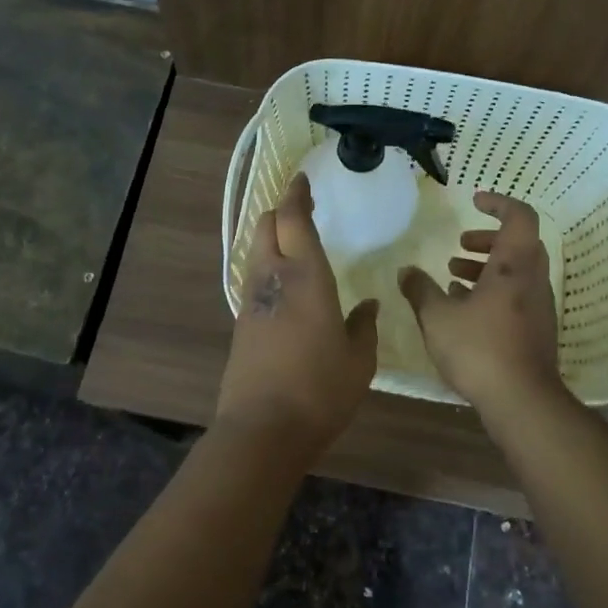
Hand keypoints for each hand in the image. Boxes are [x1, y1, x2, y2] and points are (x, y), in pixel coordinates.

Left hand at [215, 172, 379, 465]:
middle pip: (267, 227)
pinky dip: (266, 265)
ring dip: (271, 236)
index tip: (302, 179)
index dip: (297, 195)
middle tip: (300, 207)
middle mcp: (273, 279)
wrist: (263, 428)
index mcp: (306, 278)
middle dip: (280, 210)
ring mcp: (252, 300)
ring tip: (292, 240)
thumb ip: (364, 326)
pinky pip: (253, 278)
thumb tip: (367, 305)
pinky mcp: (241, 323)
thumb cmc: (320, 390)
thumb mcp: (359, 360)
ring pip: (255, 251)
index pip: (295, 220)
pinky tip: (283, 282)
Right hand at [399, 190, 564, 412]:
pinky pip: (516, 294)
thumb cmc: (479, 349)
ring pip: (517, 270)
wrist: (522, 401)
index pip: (519, 216)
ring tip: (453, 277)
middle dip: (488, 238)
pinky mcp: (536, 329)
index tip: (474, 200)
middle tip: (460, 243)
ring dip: (487, 266)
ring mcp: (538, 305)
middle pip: (518, 243)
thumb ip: (420, 290)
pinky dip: (493, 290)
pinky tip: (464, 309)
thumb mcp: (437, 317)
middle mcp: (532, 279)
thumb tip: (405, 271)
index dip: (498, 203)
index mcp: (513, 265)